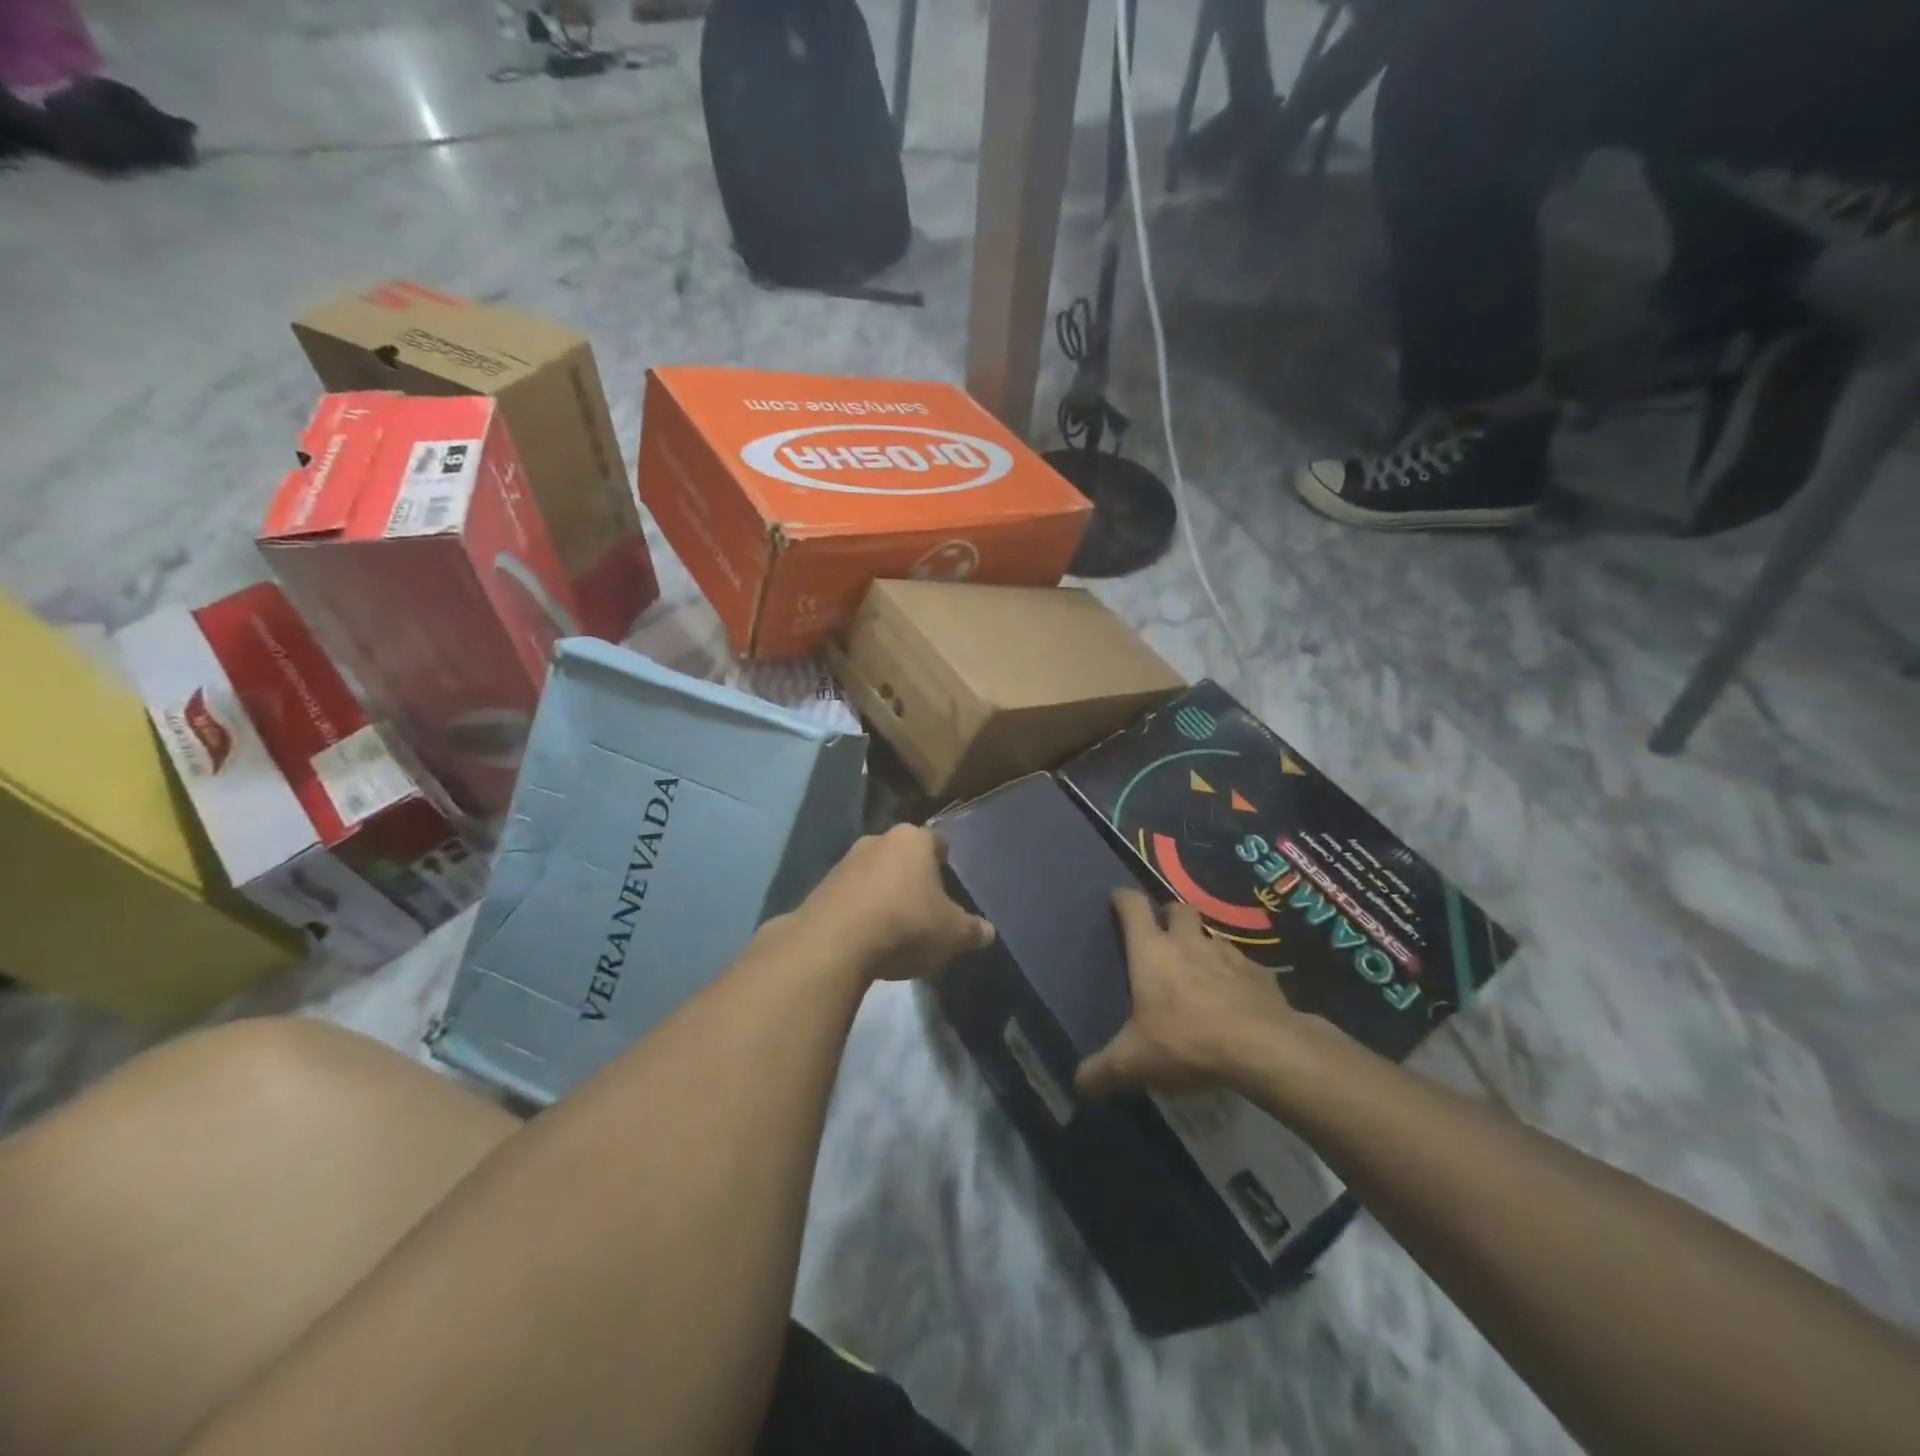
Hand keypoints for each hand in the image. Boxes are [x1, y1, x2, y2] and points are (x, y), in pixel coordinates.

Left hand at [793, 825, 994, 983]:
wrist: (834, 943)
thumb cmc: (906, 924)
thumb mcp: (952, 934)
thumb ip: (973, 930)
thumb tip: (987, 931)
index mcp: (913, 839)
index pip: (937, 842)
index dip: (946, 862)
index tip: (950, 884)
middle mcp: (877, 840)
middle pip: (902, 855)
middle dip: (912, 877)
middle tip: (925, 907)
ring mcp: (844, 862)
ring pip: (873, 874)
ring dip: (883, 893)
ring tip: (894, 927)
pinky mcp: (820, 888)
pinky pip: (850, 896)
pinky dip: (860, 911)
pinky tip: (866, 939)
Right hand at [1077, 890, 1301, 1095]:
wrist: (1263, 1047)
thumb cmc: (1187, 1042)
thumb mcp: (1135, 1062)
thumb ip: (1103, 1071)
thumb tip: (1078, 1085)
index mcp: (1151, 951)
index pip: (1133, 905)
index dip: (1123, 899)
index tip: (1117, 901)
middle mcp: (1188, 942)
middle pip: (1178, 908)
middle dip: (1169, 915)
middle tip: (1164, 937)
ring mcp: (1228, 954)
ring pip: (1212, 935)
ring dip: (1204, 945)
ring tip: (1201, 970)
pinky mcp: (1260, 973)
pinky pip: (1243, 965)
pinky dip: (1236, 974)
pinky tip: (1236, 998)